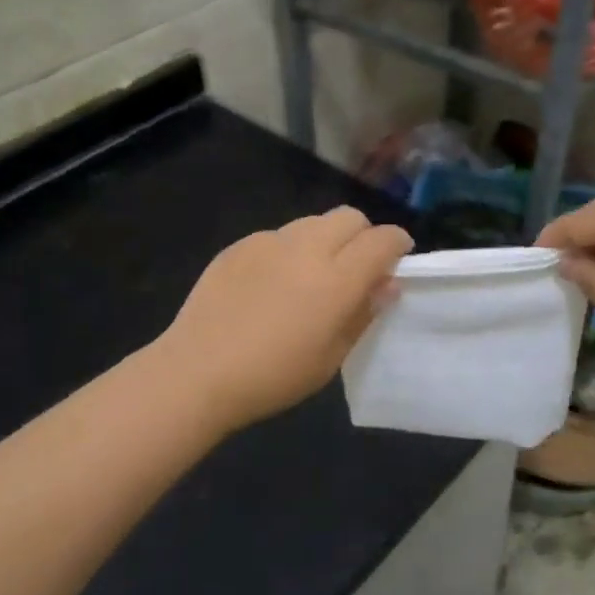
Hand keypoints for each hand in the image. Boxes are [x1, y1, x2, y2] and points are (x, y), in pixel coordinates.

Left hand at [159, 207, 412, 433]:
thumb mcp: (330, 357)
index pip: (382, 240)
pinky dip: (289, 250)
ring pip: (313, 222)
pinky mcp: (239, 245)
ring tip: (312, 275)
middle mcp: (306, 248)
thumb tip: (385, 285)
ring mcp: (268, 242)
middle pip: (349, 217)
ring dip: (326, 239)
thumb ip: (362, 314)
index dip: (397, 245)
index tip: (397, 259)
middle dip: (362, 236)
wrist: (197, 372)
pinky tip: (272, 284)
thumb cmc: (272, 377)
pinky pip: (278, 236)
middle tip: (356, 268)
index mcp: (336, 279)